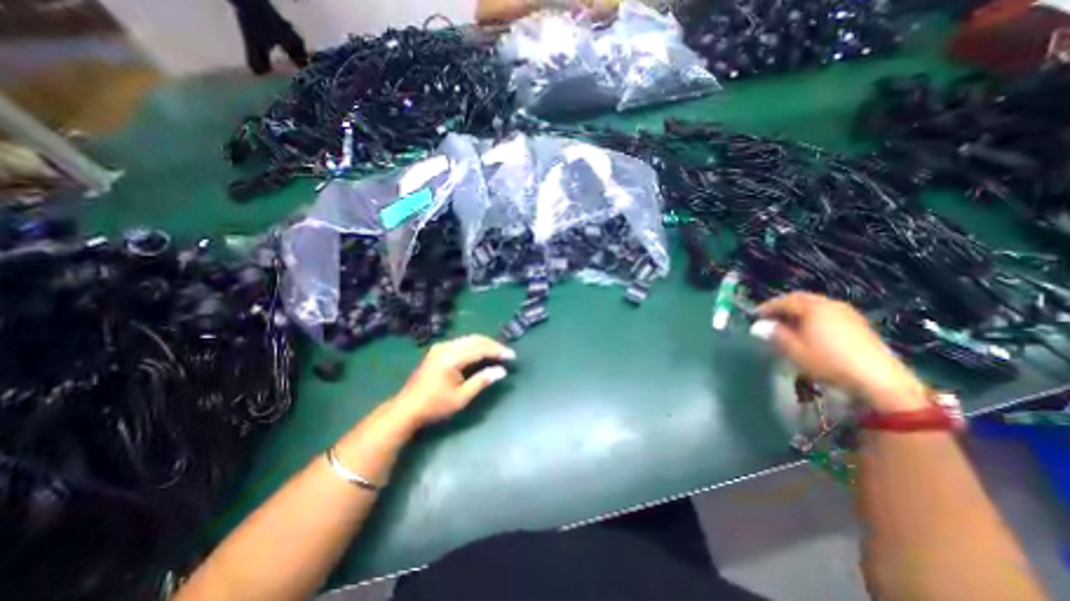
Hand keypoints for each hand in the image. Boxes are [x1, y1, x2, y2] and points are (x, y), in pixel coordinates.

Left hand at [389, 334, 512, 427]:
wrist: (406, 408)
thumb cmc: (435, 406)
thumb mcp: (461, 397)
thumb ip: (482, 381)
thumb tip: (502, 371)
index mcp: (451, 358)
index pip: (480, 348)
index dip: (497, 351)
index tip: (511, 356)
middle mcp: (446, 347)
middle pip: (475, 339)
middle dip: (493, 345)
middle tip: (506, 353)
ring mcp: (440, 347)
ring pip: (468, 339)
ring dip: (484, 344)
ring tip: (497, 352)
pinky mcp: (438, 350)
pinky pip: (461, 342)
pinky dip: (474, 345)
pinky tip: (480, 352)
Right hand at [750, 291, 928, 412]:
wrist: (879, 381)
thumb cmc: (828, 362)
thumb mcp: (794, 350)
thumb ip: (775, 335)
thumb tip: (759, 326)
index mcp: (813, 307)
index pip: (784, 301)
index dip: (767, 307)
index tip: (755, 316)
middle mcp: (831, 305)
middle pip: (802, 299)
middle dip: (783, 306)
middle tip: (770, 317)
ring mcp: (848, 314)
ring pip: (816, 306)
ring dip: (799, 312)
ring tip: (787, 325)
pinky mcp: (859, 325)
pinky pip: (828, 314)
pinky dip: (813, 318)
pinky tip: (810, 331)